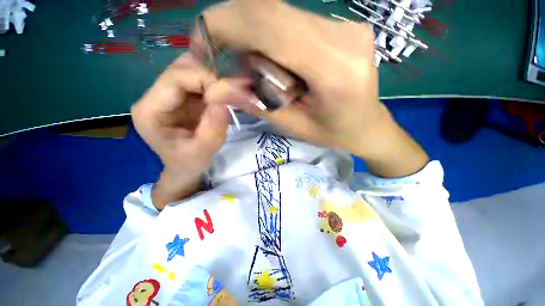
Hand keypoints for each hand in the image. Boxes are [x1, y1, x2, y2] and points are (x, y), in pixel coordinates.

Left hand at [131, 54, 248, 208]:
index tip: (228, 93)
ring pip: (190, 69)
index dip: (204, 79)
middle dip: (210, 75)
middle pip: (181, 68)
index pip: (175, 79)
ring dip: (212, 76)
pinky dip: (213, 81)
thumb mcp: (202, 152)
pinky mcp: (182, 97)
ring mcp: (168, 94)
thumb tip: (223, 103)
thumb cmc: (189, 162)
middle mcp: (154, 96)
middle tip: (232, 90)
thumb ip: (212, 130)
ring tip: (229, 91)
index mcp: (150, 110)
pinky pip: (198, 79)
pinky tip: (224, 92)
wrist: (184, 166)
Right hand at [202, 0, 427, 176]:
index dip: (226, 25)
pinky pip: (293, 21)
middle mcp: (343, 35)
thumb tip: (216, 89)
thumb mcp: (295, 126)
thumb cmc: (335, 133)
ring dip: (252, 35)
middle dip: (233, 26)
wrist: (369, 125)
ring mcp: (345, 25)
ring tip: (248, 66)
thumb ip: (258, 104)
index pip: (270, 26)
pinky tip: (272, 61)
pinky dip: (270, 36)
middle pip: (272, 11)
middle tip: (218, 53)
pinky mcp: (341, 26)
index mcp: (334, 69)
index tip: (202, 42)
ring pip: (280, 13)